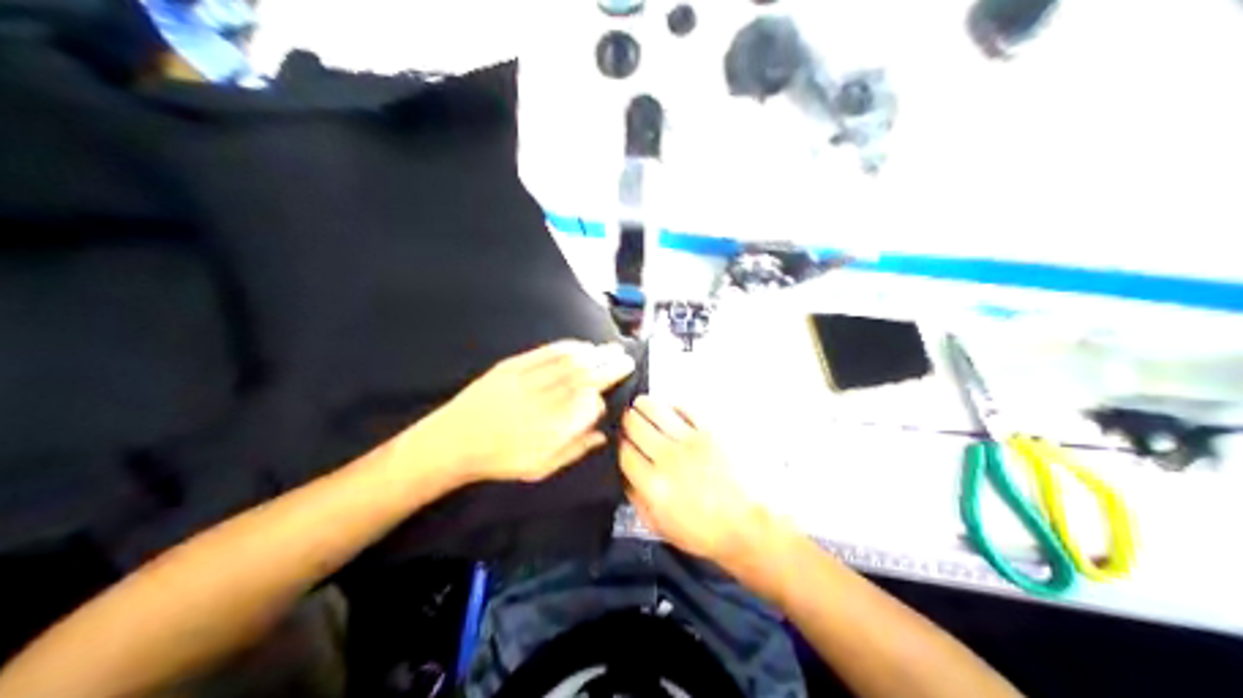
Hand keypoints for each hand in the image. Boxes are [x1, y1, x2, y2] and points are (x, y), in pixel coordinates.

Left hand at [413, 337, 635, 486]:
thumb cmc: (499, 459)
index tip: (607, 398)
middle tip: (626, 359)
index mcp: (551, 430)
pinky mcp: (511, 367)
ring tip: (610, 349)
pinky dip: (566, 347)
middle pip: (584, 378)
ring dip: (593, 354)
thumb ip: (573, 450)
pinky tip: (580, 346)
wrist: (454, 441)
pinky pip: (545, 353)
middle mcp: (542, 402)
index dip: (602, 399)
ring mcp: (526, 381)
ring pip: (568, 363)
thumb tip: (600, 434)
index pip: (588, 406)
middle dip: (608, 366)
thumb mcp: (540, 468)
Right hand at [619, 396, 768, 563]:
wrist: (747, 524)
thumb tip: (624, 475)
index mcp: (653, 486)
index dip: (618, 445)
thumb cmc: (704, 532)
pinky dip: (672, 407)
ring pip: (654, 409)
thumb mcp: (659, 526)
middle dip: (627, 422)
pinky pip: (684, 408)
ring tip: (642, 407)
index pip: (624, 452)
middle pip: (634, 425)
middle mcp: (668, 458)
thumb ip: (636, 498)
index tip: (620, 443)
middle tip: (629, 422)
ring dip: (644, 406)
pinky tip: (671, 412)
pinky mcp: (712, 431)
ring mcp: (690, 441)